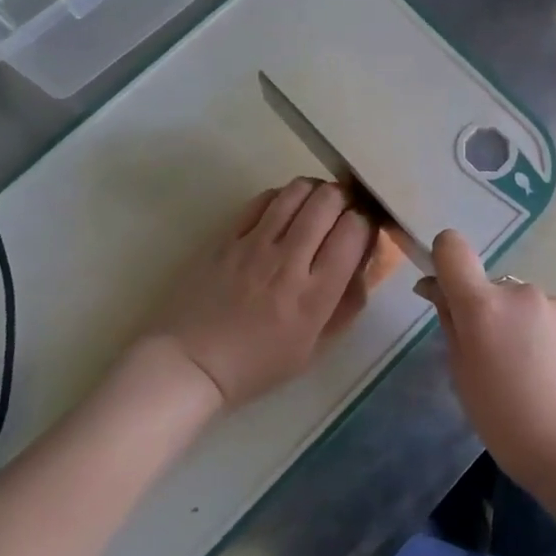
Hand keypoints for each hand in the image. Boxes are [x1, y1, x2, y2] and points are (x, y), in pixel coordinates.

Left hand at [140, 179, 375, 407]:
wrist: (190, 364)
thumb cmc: (257, 364)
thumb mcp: (315, 348)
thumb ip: (346, 305)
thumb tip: (365, 265)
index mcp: (315, 295)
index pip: (354, 231)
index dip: (365, 222)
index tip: (362, 232)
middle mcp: (289, 261)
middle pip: (329, 201)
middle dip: (345, 199)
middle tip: (342, 212)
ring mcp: (255, 244)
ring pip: (297, 191)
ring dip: (315, 191)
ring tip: (316, 205)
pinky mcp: (227, 236)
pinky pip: (263, 199)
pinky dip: (282, 197)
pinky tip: (284, 211)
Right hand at [420, 229, 555, 488]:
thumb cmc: (511, 426)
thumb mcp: (464, 380)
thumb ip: (450, 326)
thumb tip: (436, 289)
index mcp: (483, 305)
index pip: (452, 248)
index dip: (444, 259)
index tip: (445, 291)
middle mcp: (521, 292)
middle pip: (492, 289)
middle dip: (488, 315)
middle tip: (495, 365)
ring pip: (525, 307)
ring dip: (521, 329)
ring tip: (533, 379)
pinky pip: (553, 322)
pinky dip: (548, 340)